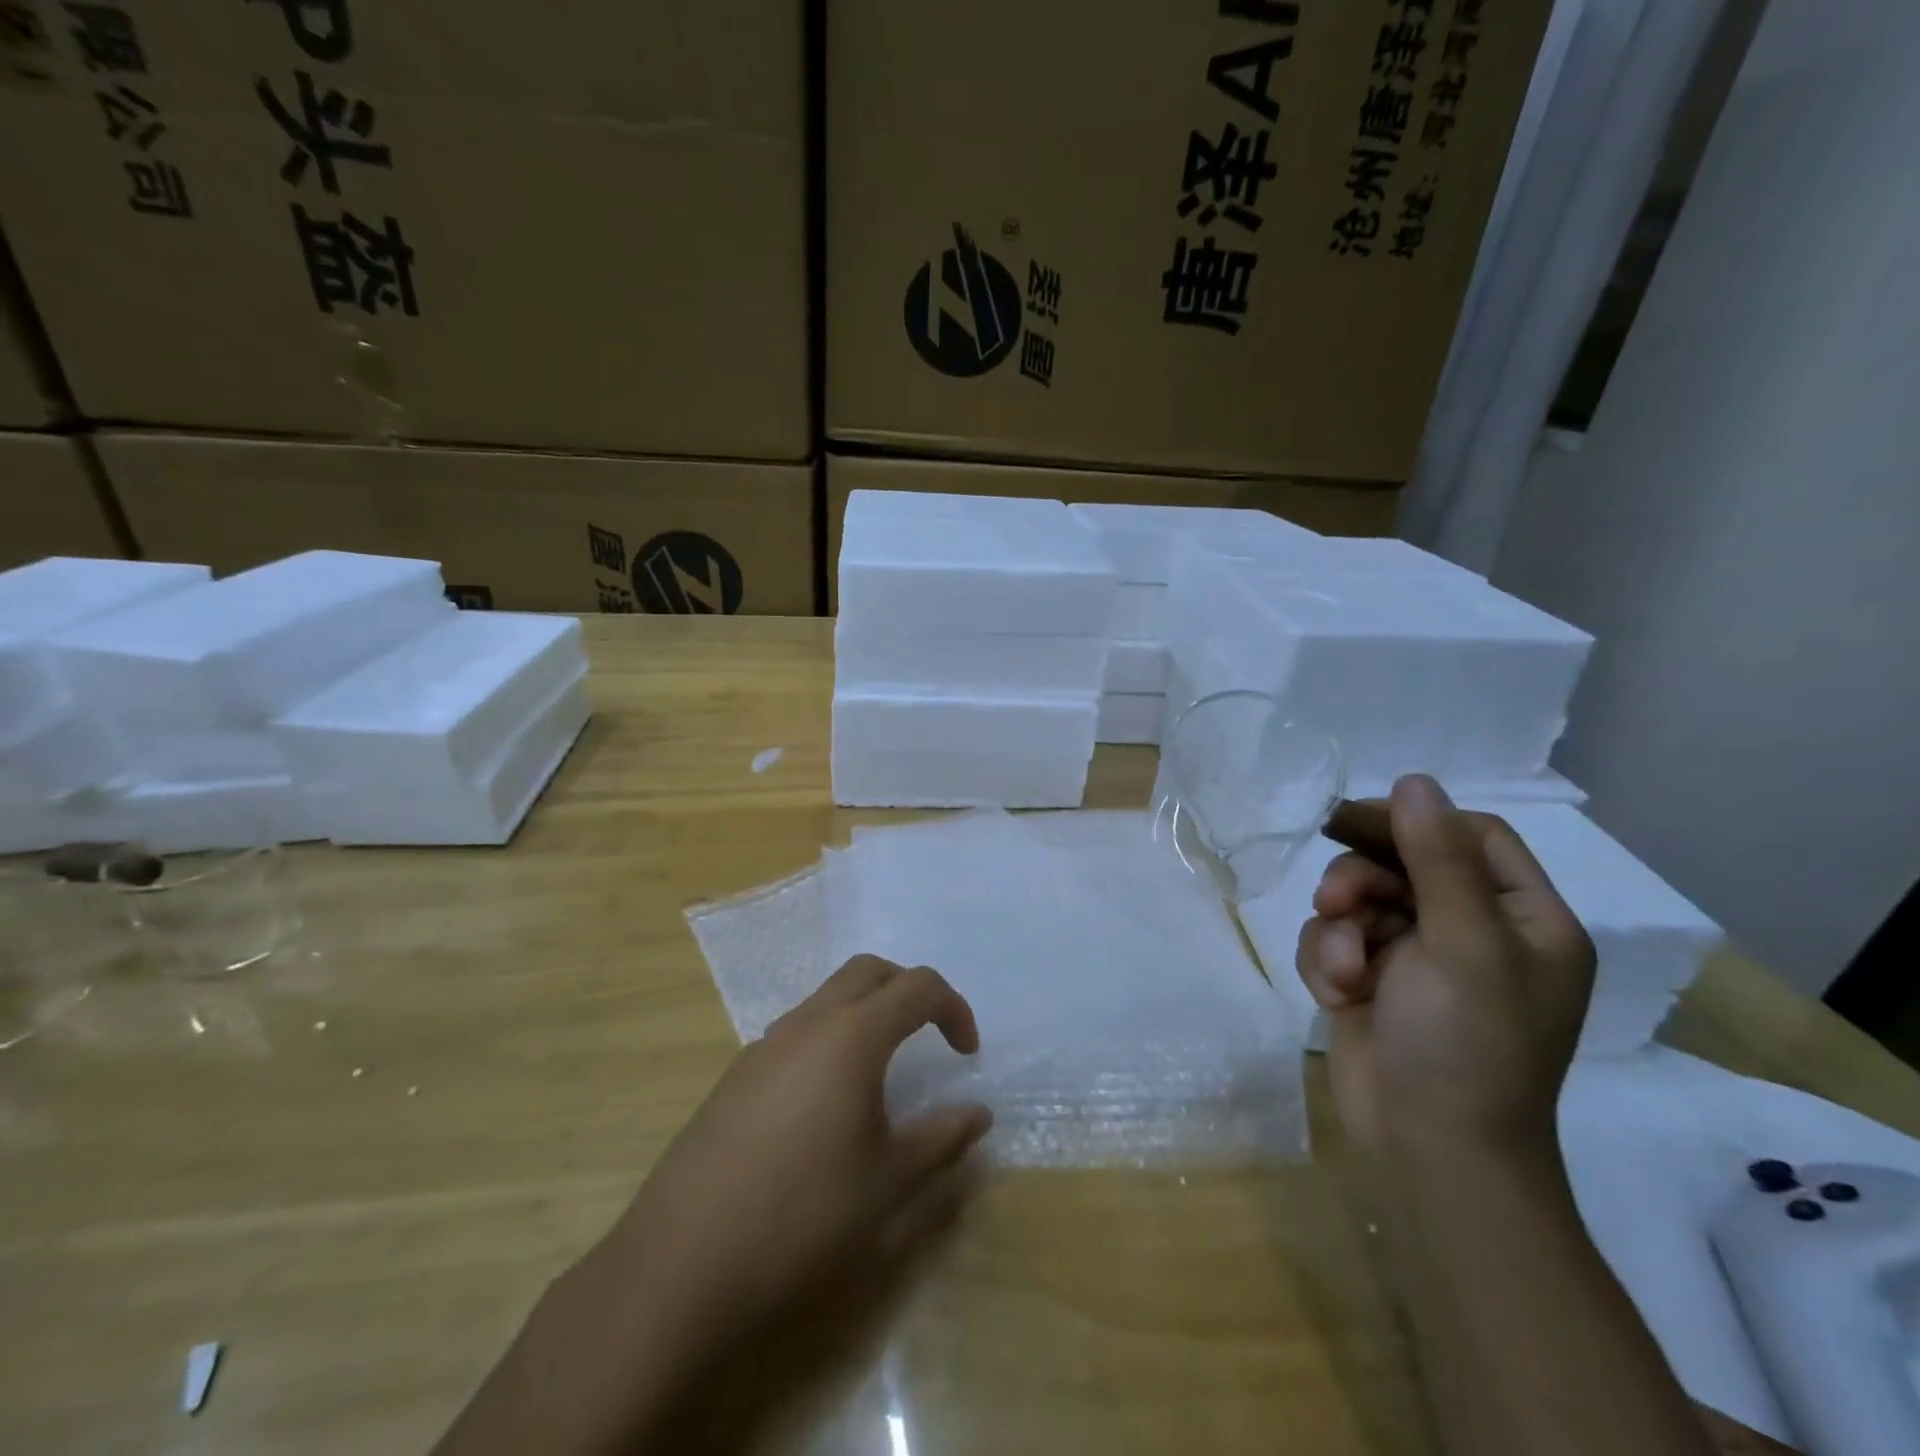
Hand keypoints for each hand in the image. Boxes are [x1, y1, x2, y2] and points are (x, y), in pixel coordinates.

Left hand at [602, 956, 991, 1365]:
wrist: (683, 1263)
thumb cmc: (802, 1216)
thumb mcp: (889, 1183)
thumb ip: (941, 1138)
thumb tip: (978, 1113)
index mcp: (852, 1036)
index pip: (917, 987)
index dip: (953, 1008)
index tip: (967, 1053)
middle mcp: (808, 1023)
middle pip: (868, 972)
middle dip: (908, 990)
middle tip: (929, 1035)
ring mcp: (765, 1045)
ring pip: (826, 997)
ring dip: (865, 1012)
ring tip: (881, 1070)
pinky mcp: (736, 1074)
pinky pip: (796, 1031)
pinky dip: (828, 1039)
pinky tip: (826, 1103)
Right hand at [1295, 774, 1595, 1157]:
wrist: (1428, 1149)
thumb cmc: (1465, 1044)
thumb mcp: (1462, 942)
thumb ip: (1437, 857)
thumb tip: (1414, 780)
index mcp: (1522, 919)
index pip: (1471, 836)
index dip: (1413, 822)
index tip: (1354, 821)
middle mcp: (1473, 932)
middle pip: (1402, 863)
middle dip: (1360, 881)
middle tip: (1335, 902)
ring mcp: (1418, 958)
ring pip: (1358, 901)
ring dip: (1339, 930)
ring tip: (1343, 970)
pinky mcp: (1372, 980)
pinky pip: (1335, 939)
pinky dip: (1327, 960)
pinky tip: (1336, 994)